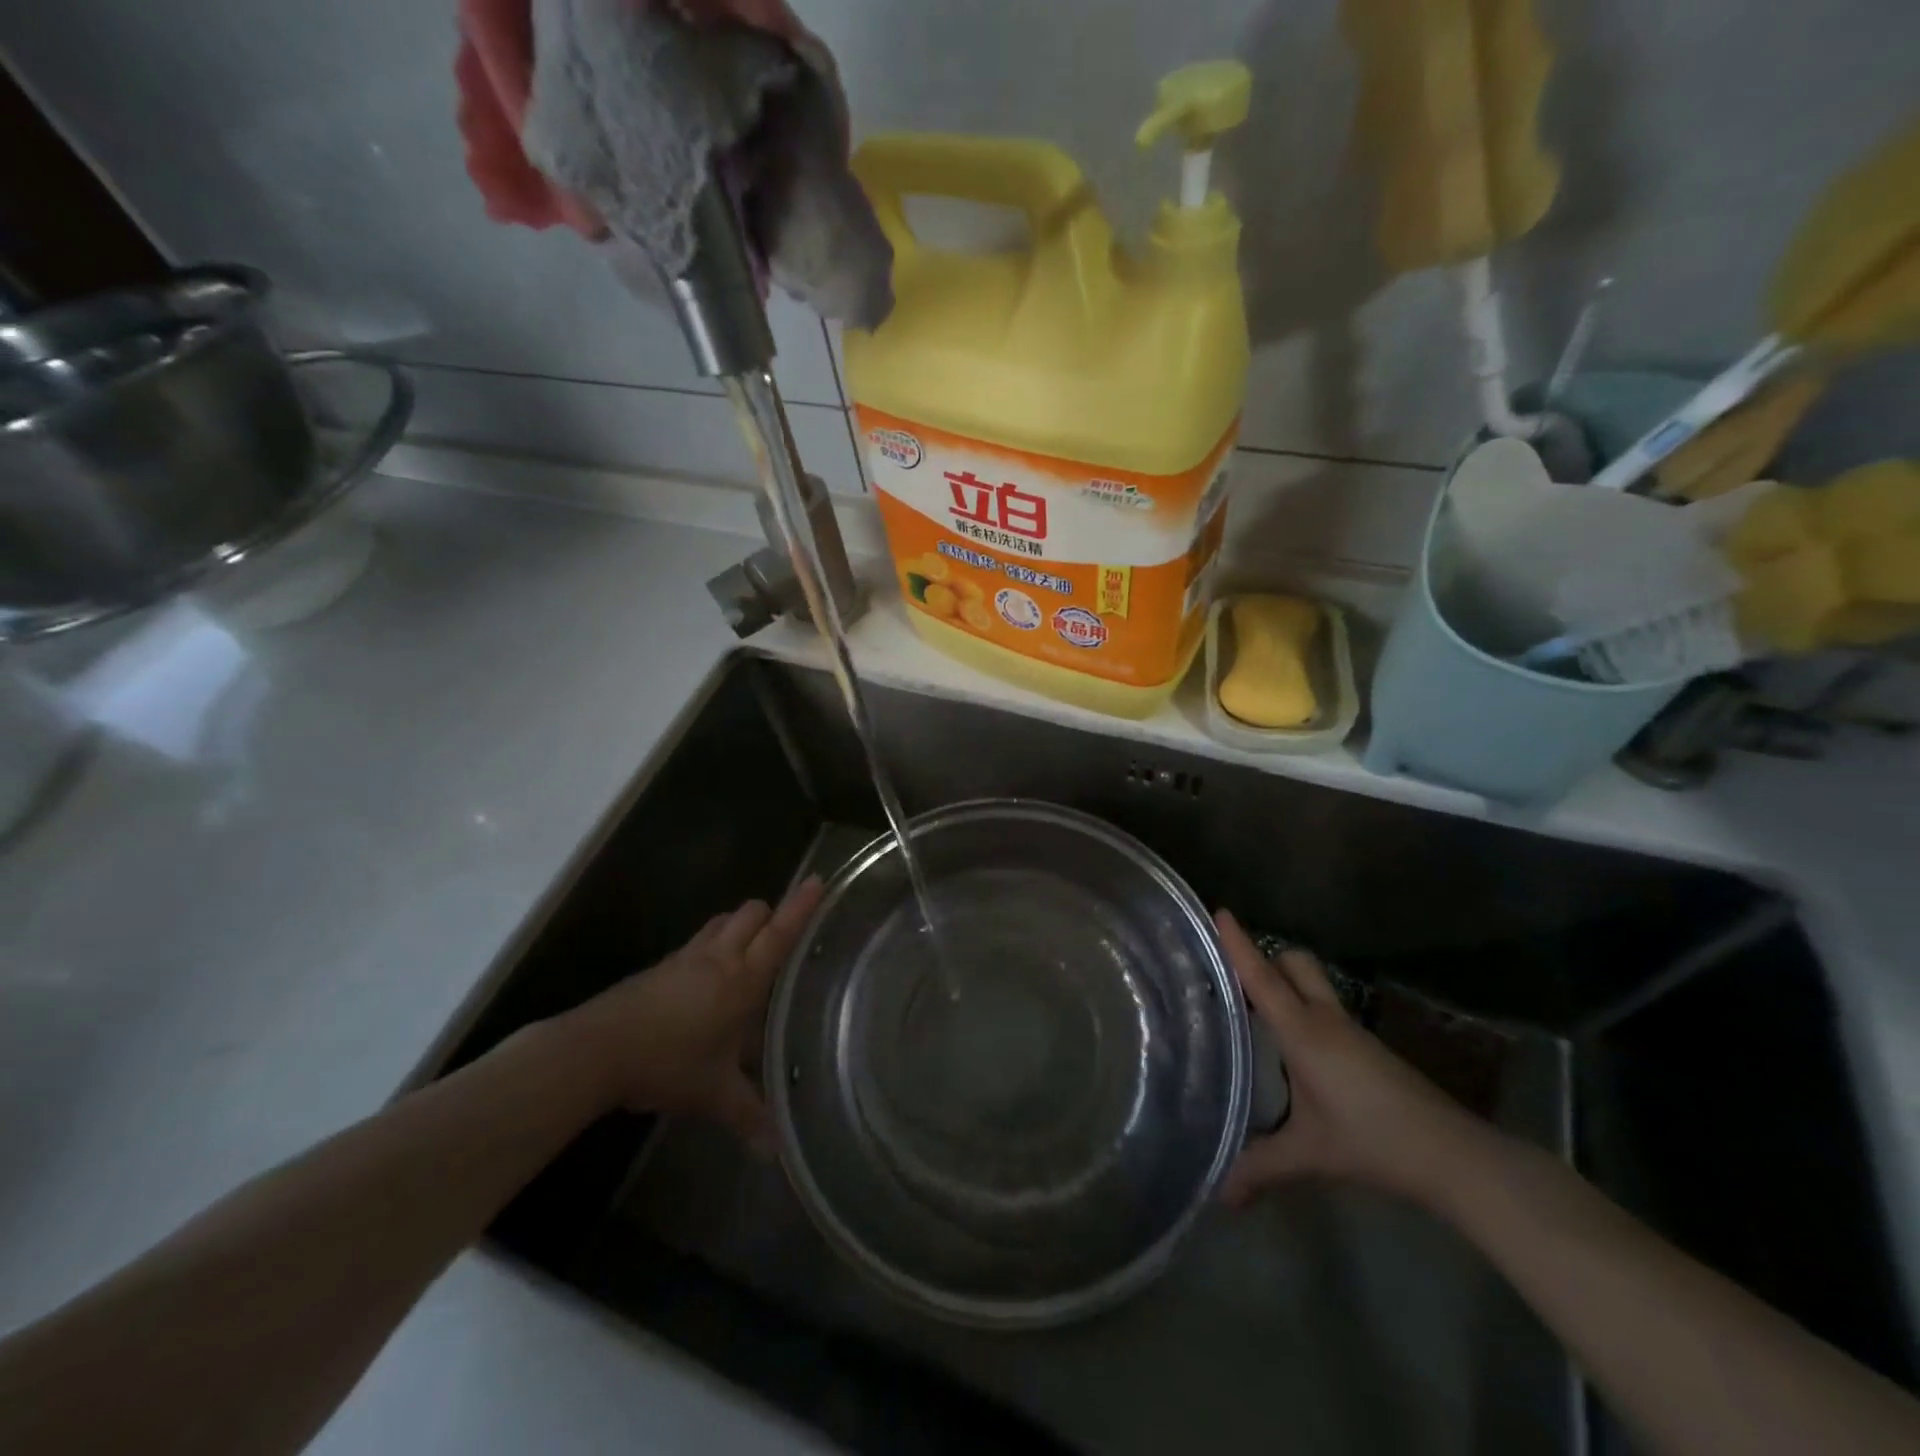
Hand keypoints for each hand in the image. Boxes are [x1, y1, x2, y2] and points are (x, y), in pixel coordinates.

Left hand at [560, 877, 824, 1144]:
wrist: (597, 1050)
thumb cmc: (667, 1063)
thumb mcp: (713, 1093)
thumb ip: (749, 1116)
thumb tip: (775, 1152)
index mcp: (742, 979)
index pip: (779, 934)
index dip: (801, 907)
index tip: (818, 880)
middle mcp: (718, 957)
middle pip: (751, 912)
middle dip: (770, 913)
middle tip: (782, 934)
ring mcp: (686, 958)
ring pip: (722, 921)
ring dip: (739, 925)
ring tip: (748, 951)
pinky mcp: (661, 967)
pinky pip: (698, 942)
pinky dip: (712, 946)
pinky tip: (708, 979)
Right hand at [1216, 909, 1482, 1208]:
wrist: (1453, 1156)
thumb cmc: (1373, 1141)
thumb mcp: (1310, 1154)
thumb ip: (1261, 1167)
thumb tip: (1218, 1194)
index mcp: (1304, 1032)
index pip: (1263, 978)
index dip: (1239, 944)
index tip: (1219, 911)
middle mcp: (1326, 1020)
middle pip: (1295, 963)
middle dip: (1267, 957)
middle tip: (1235, 973)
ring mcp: (1351, 1032)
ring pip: (1313, 984)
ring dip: (1286, 983)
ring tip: (1253, 1007)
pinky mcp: (1368, 1048)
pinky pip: (1326, 1010)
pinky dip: (1303, 1009)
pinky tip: (1293, 1045)